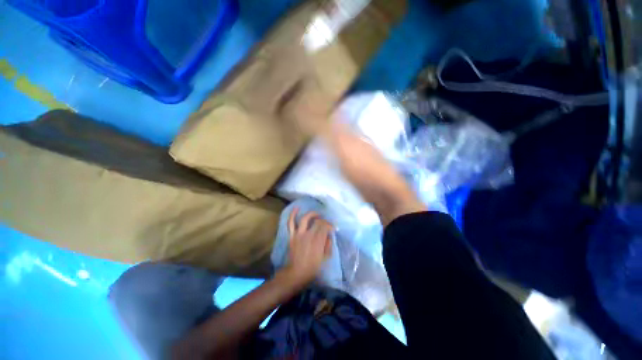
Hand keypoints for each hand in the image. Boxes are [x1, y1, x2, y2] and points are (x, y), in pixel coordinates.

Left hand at [282, 208, 332, 287]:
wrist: (296, 273)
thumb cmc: (312, 267)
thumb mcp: (325, 258)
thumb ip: (328, 244)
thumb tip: (329, 235)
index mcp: (318, 241)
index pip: (325, 227)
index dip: (330, 225)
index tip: (333, 228)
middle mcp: (308, 235)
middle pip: (317, 222)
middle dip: (324, 221)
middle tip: (326, 224)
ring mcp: (299, 234)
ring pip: (305, 219)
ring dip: (312, 214)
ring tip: (317, 214)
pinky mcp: (292, 235)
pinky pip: (291, 223)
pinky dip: (293, 215)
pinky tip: (297, 208)